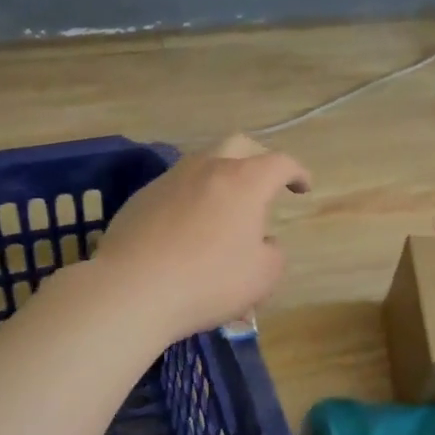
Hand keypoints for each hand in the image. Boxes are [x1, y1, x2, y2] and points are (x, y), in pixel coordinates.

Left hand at [93, 135, 310, 342]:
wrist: (131, 289)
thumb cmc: (208, 281)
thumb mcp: (263, 277)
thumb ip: (273, 253)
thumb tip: (263, 242)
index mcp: (244, 181)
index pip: (280, 163)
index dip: (297, 172)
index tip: (303, 187)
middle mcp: (207, 169)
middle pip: (239, 145)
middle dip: (258, 158)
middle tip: (266, 182)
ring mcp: (170, 180)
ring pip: (202, 163)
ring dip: (221, 177)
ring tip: (225, 207)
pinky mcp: (141, 198)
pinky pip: (176, 188)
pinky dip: (191, 198)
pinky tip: (188, 227)